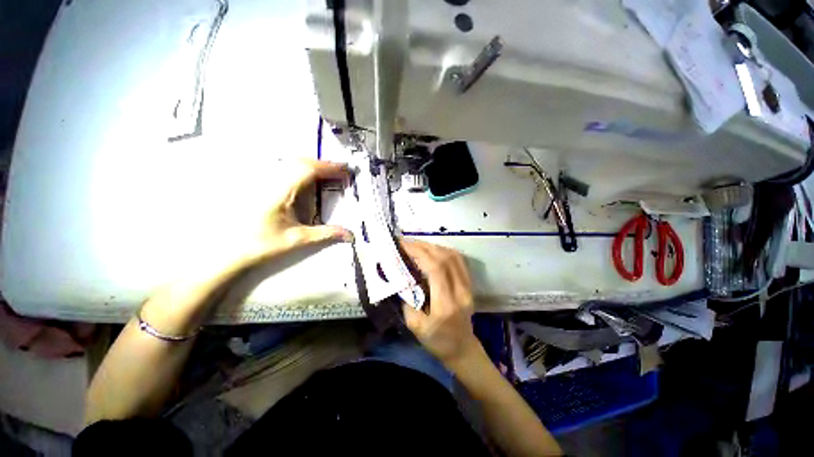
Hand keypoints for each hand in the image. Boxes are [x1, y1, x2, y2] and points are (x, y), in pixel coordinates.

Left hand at [246, 159, 352, 262]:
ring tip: (329, 175)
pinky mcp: (263, 187)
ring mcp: (266, 183)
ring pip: (292, 164)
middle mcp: (273, 182)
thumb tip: (350, 235)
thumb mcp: (297, 240)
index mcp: (281, 192)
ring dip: (313, 166)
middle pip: (300, 162)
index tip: (345, 171)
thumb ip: (326, 234)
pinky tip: (308, 181)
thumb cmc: (262, 244)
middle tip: (341, 173)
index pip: (308, 171)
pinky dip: (302, 171)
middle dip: (323, 165)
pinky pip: (286, 171)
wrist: (230, 251)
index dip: (329, 168)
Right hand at [400, 239, 483, 366]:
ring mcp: (468, 286)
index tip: (404, 246)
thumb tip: (401, 277)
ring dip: (434, 247)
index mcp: (446, 304)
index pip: (436, 269)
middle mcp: (460, 291)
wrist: (462, 348)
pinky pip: (459, 260)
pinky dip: (444, 251)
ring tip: (417, 245)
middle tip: (407, 243)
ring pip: (453, 256)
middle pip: (445, 258)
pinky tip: (432, 250)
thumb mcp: (415, 326)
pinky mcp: (469, 283)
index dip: (419, 253)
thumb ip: (407, 301)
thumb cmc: (437, 341)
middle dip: (424, 246)